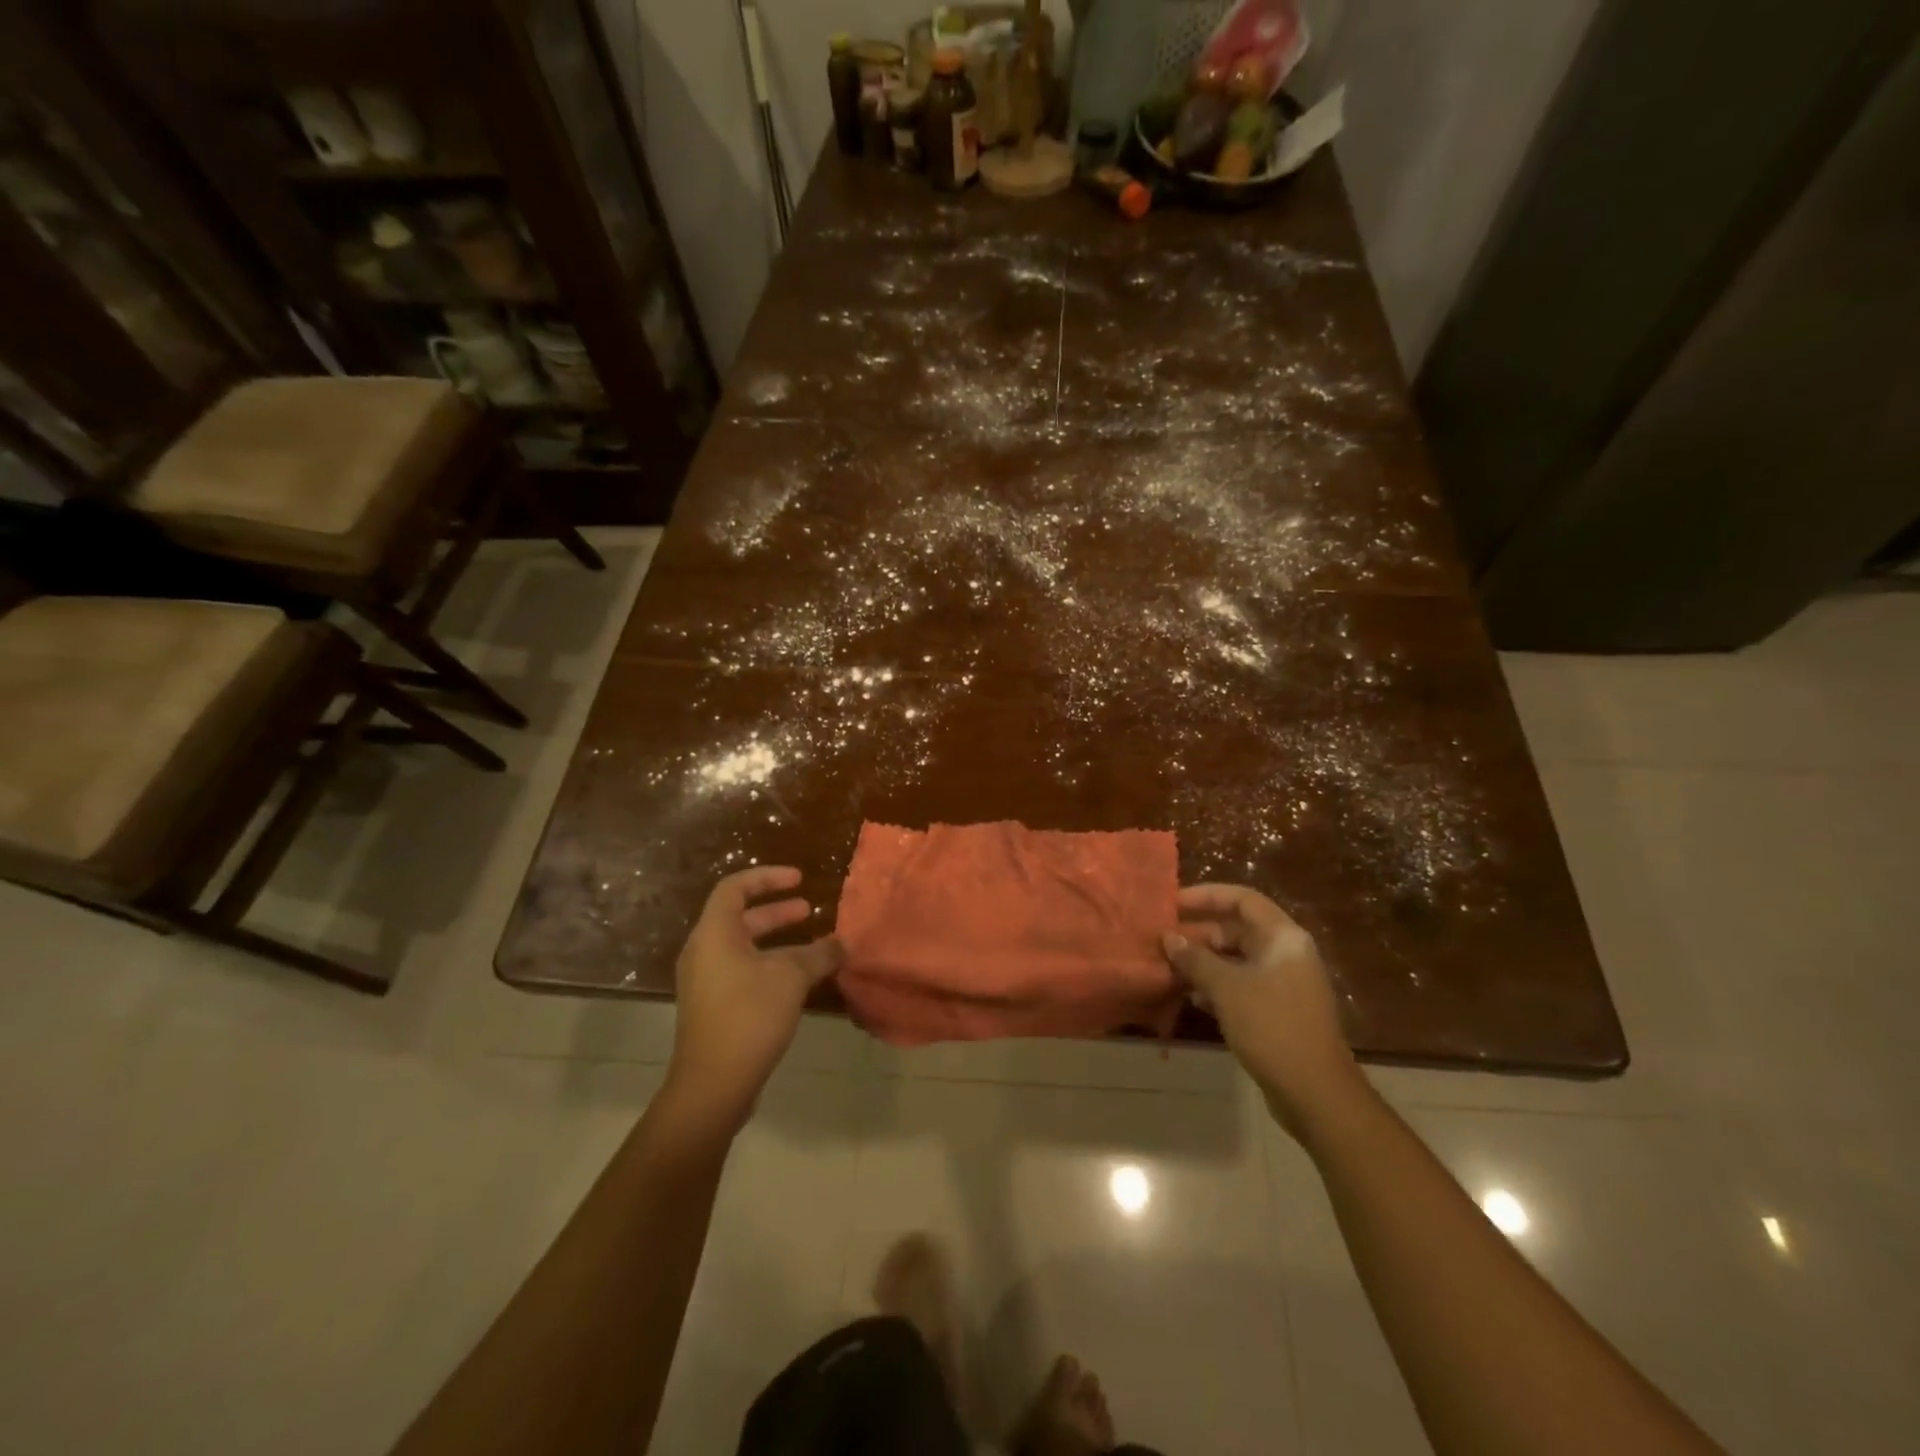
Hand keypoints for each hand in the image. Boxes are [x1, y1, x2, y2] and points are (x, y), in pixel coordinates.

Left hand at [667, 866, 841, 1125]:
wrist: (713, 1084)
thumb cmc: (749, 1016)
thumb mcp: (791, 977)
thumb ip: (819, 954)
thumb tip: (843, 942)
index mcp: (714, 933)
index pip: (735, 887)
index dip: (768, 877)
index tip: (799, 879)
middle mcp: (704, 951)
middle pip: (739, 917)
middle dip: (776, 911)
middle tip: (809, 910)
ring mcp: (705, 981)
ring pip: (743, 947)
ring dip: (776, 940)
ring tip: (812, 946)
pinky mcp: (712, 1007)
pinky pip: (741, 970)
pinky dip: (768, 964)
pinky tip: (797, 981)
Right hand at [1162, 885, 1366, 1139]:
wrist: (1316, 1093)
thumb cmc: (1272, 1027)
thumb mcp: (1227, 988)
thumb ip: (1195, 959)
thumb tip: (1168, 937)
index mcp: (1283, 937)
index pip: (1242, 899)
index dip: (1206, 895)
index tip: (1173, 903)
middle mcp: (1287, 953)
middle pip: (1238, 928)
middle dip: (1200, 933)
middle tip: (1164, 940)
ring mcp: (1285, 983)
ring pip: (1237, 959)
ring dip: (1204, 961)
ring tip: (1169, 967)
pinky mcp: (1278, 1010)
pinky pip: (1242, 984)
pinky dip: (1217, 985)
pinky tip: (1191, 996)